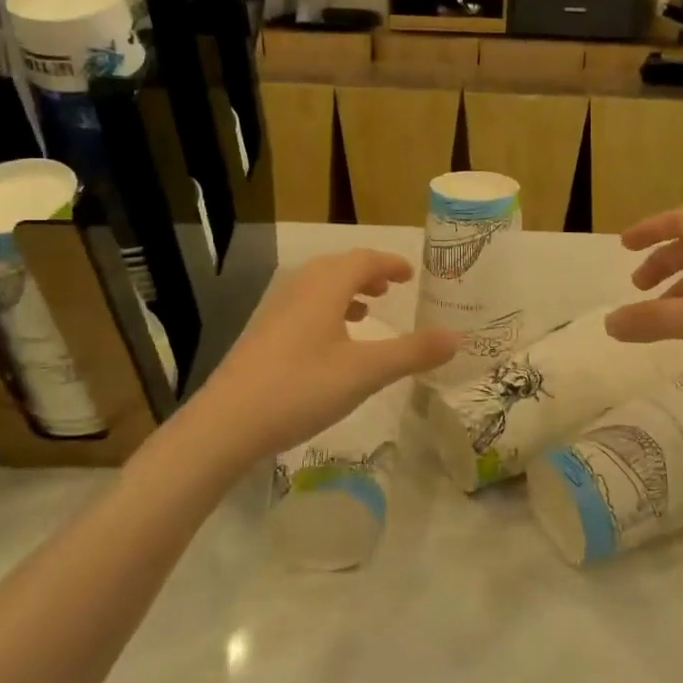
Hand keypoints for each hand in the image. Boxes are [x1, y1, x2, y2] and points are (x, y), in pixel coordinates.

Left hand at [188, 250, 455, 459]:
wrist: (226, 424)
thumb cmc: (301, 388)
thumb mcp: (366, 372)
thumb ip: (412, 353)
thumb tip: (456, 337)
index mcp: (325, 287)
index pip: (364, 259)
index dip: (391, 263)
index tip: (411, 274)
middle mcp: (299, 289)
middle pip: (339, 268)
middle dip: (368, 274)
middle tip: (392, 289)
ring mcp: (276, 311)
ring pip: (318, 288)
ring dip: (346, 293)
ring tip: (367, 311)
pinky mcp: (263, 335)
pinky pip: (303, 308)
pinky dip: (326, 312)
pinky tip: (332, 343)